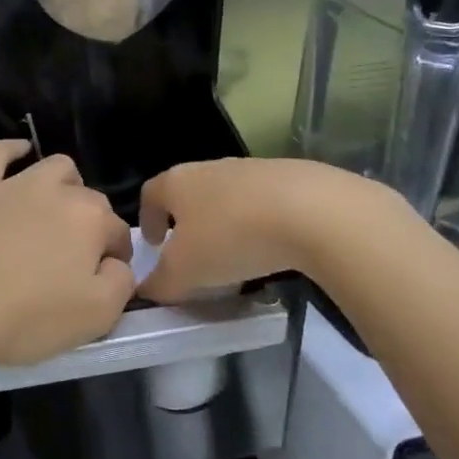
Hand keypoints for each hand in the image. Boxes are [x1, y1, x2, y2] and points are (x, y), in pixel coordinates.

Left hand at [0, 142, 134, 372]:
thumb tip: (116, 263)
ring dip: (63, 186)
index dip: (114, 257)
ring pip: (52, 168)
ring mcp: (12, 182)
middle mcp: (56, 190)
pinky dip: (13, 150)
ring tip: (52, 212)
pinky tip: (19, 154)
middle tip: (72, 257)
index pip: (117, 232)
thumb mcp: (97, 317)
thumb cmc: (26, 318)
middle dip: (89, 224)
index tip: (102, 278)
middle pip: (87, 199)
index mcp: (90, 220)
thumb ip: (122, 283)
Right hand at [138, 158, 390, 301]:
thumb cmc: (232, 237)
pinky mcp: (289, 177)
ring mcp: (251, 169)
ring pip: (226, 196)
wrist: (313, 211)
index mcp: (177, 182)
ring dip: (224, 223)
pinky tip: (271, 248)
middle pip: (188, 192)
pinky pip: (262, 202)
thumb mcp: (186, 272)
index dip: (147, 219)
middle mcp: (210, 168)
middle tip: (192, 254)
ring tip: (234, 256)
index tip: (153, 244)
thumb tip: (146, 290)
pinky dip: (258, 223)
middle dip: (186, 222)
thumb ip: (160, 283)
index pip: (150, 194)